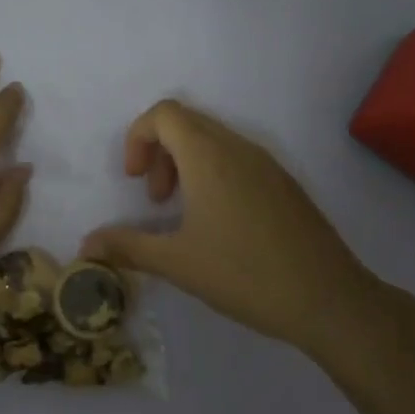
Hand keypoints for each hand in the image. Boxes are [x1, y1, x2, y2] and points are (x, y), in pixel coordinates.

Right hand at [81, 100, 393, 359]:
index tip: (134, 180)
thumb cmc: (244, 274)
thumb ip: (126, 247)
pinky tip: (218, 223)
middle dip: (159, 152)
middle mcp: (239, 148)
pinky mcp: (284, 183)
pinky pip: (237, 158)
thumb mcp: (176, 262)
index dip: (137, 137)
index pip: (164, 113)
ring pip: (214, 140)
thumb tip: (85, 246)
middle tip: (155, 199)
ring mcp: (267, 164)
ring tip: (182, 212)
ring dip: (186, 163)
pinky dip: (213, 173)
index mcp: (209, 156)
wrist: (329, 300)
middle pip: (187, 122)